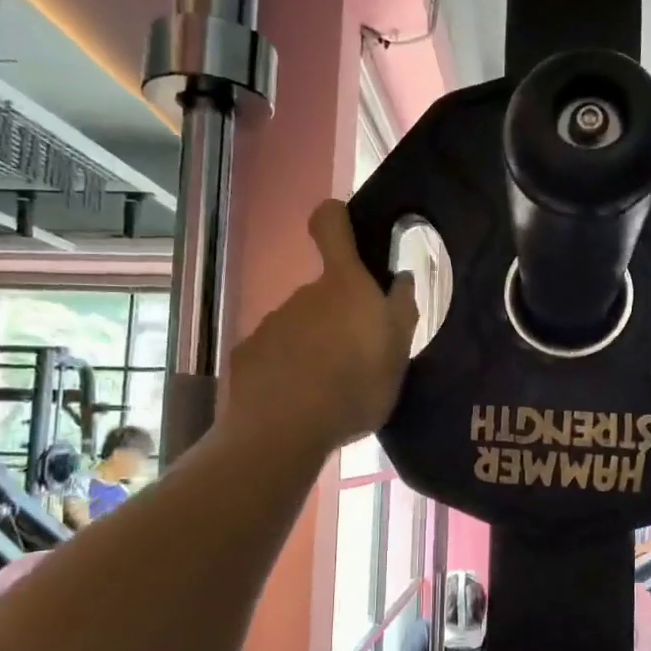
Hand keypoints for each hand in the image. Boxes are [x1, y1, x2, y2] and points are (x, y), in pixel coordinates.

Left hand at [226, 201, 417, 452]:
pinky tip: (299, 401)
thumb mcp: (397, 354)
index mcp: (344, 286)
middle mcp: (304, 294)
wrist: (285, 430)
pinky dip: (289, 370)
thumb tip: (401, 278)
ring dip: (315, 347)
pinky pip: (277, 354)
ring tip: (331, 389)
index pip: (331, 226)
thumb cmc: (355, 387)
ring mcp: (272, 322)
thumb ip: (402, 311)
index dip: (338, 219)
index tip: (346, 228)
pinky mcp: (249, 353)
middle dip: (340, 316)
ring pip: (301, 325)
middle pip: (325, 293)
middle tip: (359, 358)